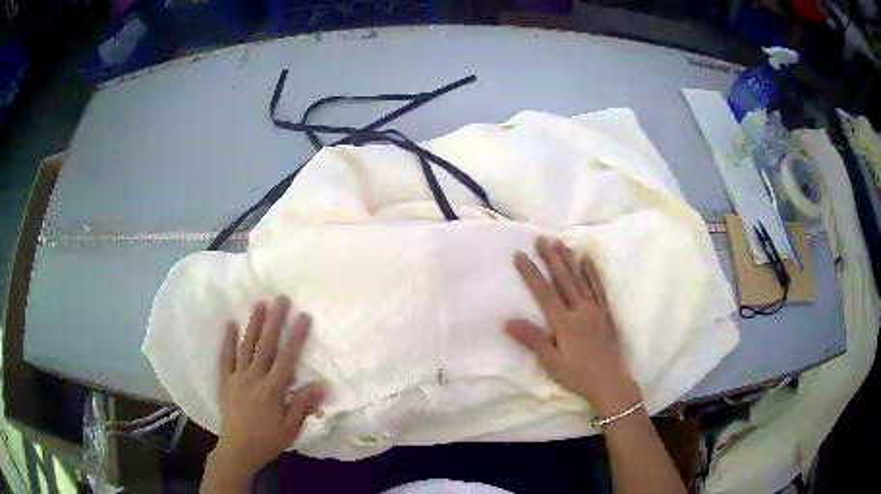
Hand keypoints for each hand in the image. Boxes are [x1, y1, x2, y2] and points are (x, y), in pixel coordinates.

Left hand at [208, 296, 324, 484]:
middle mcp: (254, 378)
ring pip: (246, 347)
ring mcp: (237, 378)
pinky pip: (225, 358)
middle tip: (281, 298)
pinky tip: (230, 324)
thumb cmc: (268, 440)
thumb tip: (322, 384)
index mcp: (272, 390)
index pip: (287, 359)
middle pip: (266, 346)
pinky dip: (228, 341)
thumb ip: (303, 405)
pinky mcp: (225, 381)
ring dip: (254, 325)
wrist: (238, 450)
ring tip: (260, 304)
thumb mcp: (291, 429)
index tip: (303, 316)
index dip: (296, 337)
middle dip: (274, 321)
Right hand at [505, 237, 641, 416]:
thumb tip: (507, 322)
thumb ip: (532, 340)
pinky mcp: (605, 312)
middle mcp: (580, 310)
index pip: (544, 293)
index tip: (520, 255)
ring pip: (580, 279)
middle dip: (551, 258)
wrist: (611, 382)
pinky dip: (592, 272)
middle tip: (542, 239)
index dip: (531, 273)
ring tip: (560, 242)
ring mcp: (595, 309)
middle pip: (564, 279)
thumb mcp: (551, 363)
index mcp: (564, 323)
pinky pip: (598, 287)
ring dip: (570, 259)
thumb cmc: (578, 375)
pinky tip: (587, 259)